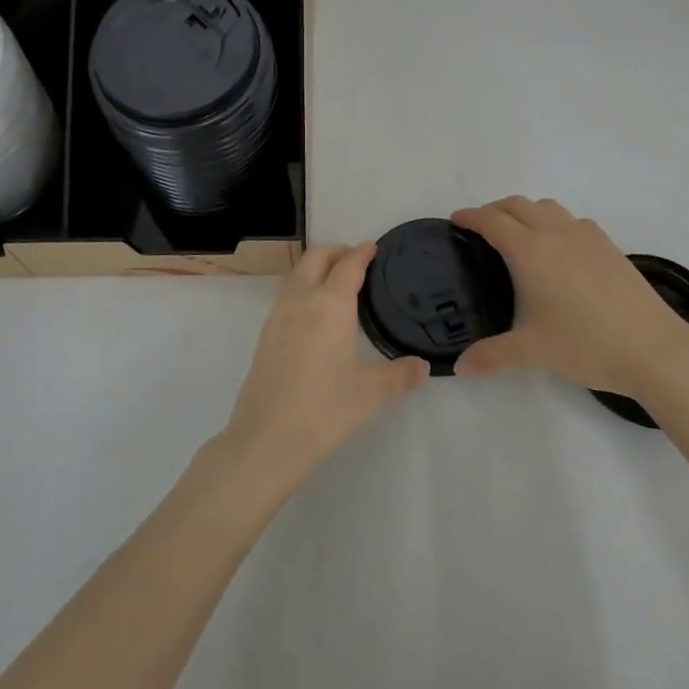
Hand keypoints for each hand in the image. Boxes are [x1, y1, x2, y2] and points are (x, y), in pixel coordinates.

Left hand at [220, 244, 427, 497]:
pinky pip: (286, 294)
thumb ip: (401, 375)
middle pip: (316, 258)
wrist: (266, 440)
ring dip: (316, 266)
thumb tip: (423, 366)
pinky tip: (314, 311)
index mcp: (330, 305)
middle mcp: (301, 300)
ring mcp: (277, 316)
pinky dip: (302, 286)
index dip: (362, 253)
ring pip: (296, 274)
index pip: (348, 266)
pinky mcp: (265, 335)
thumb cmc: (325, 410)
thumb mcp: (372, 394)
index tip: (373, 247)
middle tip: (356, 260)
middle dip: (336, 252)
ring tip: (335, 281)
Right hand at [451, 197, 688, 399]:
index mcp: (531, 251)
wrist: (655, 348)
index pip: (493, 221)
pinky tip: (558, 249)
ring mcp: (587, 236)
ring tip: (517, 233)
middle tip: (480, 227)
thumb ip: (492, 355)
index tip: (456, 219)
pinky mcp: (609, 245)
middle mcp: (556, 233)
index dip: (471, 217)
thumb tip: (461, 367)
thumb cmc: (586, 345)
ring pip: (547, 207)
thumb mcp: (533, 351)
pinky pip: (572, 220)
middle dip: (494, 209)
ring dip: (525, 211)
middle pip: (518, 204)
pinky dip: (553, 222)